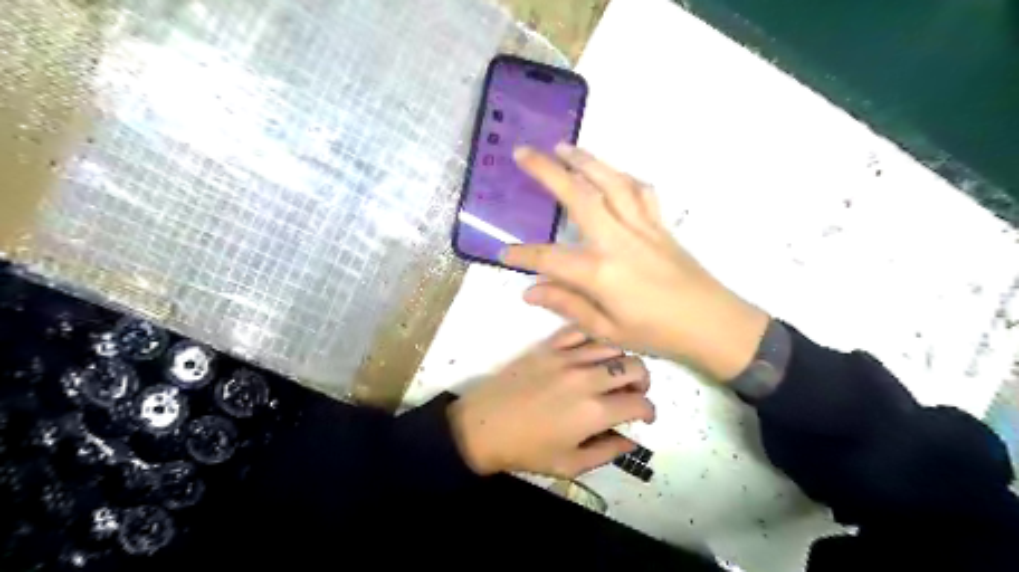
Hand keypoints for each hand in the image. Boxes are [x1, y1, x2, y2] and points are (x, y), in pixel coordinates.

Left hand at [447, 327, 652, 477]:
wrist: (483, 425)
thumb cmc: (526, 450)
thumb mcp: (569, 464)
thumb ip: (606, 452)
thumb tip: (631, 442)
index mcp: (595, 411)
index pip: (640, 403)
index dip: (649, 411)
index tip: (644, 417)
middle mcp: (587, 378)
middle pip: (634, 367)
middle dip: (642, 382)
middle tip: (633, 394)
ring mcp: (567, 358)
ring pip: (612, 346)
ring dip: (621, 360)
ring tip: (614, 373)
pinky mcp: (549, 346)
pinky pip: (580, 332)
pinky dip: (593, 340)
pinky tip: (590, 354)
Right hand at [504, 145, 767, 380]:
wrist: (714, 324)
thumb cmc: (658, 333)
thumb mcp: (607, 330)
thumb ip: (567, 306)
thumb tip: (530, 290)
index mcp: (601, 272)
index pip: (550, 258)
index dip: (524, 255)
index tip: (504, 252)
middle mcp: (618, 240)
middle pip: (578, 196)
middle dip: (547, 172)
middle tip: (523, 153)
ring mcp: (642, 227)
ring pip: (610, 182)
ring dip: (584, 161)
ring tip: (562, 147)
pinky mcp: (659, 224)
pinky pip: (640, 191)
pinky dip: (622, 176)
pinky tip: (611, 172)